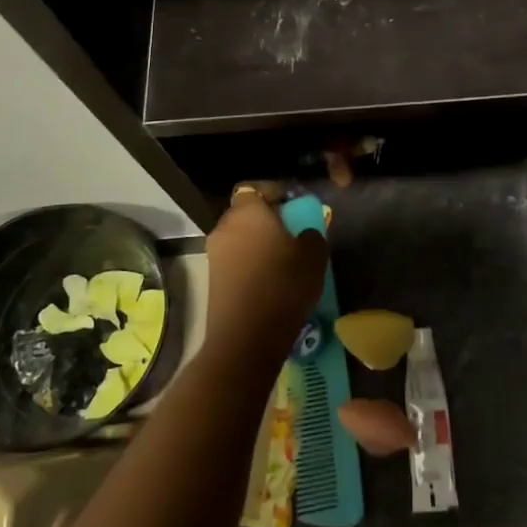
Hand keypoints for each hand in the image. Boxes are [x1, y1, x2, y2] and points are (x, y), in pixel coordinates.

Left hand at [204, 186, 326, 355]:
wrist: (246, 337)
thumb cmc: (283, 284)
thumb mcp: (314, 255)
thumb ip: (312, 233)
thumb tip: (304, 233)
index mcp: (248, 211)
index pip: (255, 188)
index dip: (274, 194)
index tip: (293, 208)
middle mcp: (225, 227)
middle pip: (246, 214)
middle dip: (267, 221)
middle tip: (292, 236)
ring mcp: (214, 254)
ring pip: (240, 239)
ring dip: (258, 245)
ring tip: (283, 263)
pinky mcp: (212, 280)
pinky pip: (235, 262)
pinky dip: (249, 266)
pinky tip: (269, 283)